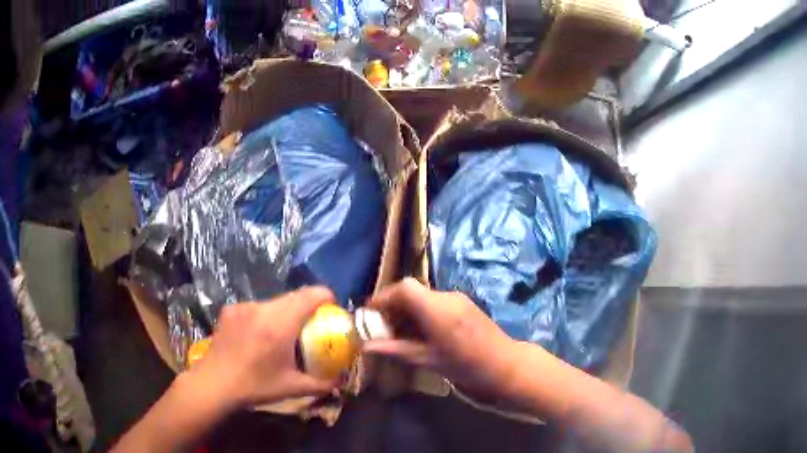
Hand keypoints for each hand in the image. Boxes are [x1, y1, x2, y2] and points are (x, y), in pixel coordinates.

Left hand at [187, 287, 337, 410]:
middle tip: (312, 327)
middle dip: (307, 307)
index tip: (332, 311)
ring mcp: (243, 306)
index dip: (326, 297)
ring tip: (283, 334)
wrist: (214, 382)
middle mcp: (262, 308)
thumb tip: (341, 380)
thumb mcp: (293, 388)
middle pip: (293, 297)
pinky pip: (256, 308)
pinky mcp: (230, 309)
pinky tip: (259, 337)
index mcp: (279, 324)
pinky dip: (265, 317)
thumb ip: (322, 384)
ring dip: (285, 313)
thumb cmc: (255, 385)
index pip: (310, 295)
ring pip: (274, 302)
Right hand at [364, 278, 519, 399]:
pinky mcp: (465, 303)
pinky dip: (422, 310)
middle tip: (383, 326)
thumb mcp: (427, 360)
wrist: (504, 364)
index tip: (371, 312)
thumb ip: (395, 350)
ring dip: (408, 308)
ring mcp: (458, 298)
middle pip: (412, 290)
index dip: (384, 296)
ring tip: (400, 331)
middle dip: (394, 304)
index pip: (403, 288)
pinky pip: (436, 300)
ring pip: (424, 295)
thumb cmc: (464, 365)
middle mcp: (446, 296)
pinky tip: (421, 330)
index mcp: (436, 309)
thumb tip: (367, 347)